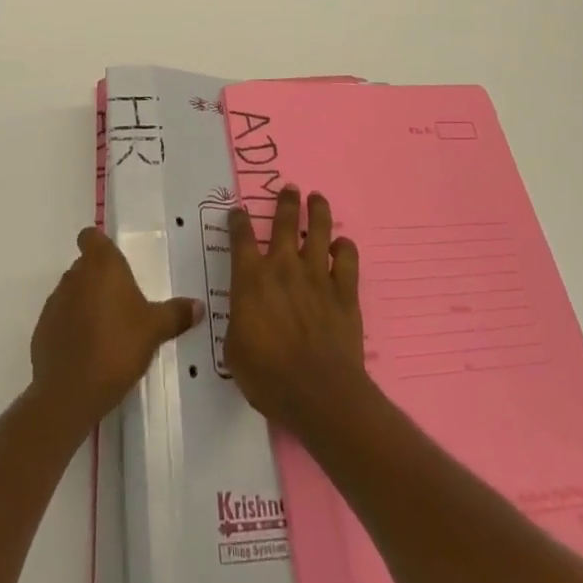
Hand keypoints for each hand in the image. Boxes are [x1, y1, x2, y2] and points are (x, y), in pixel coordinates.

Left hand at [30, 227, 201, 427]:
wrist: (69, 393)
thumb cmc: (117, 347)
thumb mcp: (155, 330)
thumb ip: (176, 314)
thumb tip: (199, 305)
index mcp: (102, 265)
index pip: (91, 236)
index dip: (99, 244)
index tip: (113, 262)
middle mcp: (74, 276)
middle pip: (85, 266)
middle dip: (99, 279)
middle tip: (121, 304)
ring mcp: (54, 303)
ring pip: (72, 293)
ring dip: (85, 304)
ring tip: (106, 332)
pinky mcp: (41, 331)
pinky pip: (60, 320)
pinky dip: (71, 329)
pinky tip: (87, 353)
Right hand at [225, 185, 367, 433]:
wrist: (319, 393)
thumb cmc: (268, 376)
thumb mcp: (235, 351)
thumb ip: (240, 322)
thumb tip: (244, 315)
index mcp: (251, 279)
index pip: (241, 237)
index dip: (238, 220)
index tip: (239, 211)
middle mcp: (283, 266)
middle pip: (285, 222)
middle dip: (286, 202)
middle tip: (290, 188)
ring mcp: (317, 275)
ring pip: (319, 230)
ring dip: (318, 211)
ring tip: (317, 198)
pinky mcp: (344, 291)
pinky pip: (347, 259)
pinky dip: (345, 248)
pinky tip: (342, 245)